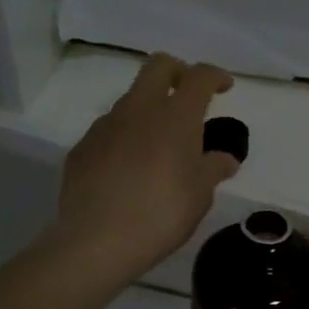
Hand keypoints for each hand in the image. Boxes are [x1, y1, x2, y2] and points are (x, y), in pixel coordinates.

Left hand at [50, 54, 240, 283]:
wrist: (97, 240)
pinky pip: (108, 132)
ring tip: (156, 144)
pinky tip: (125, 170)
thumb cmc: (161, 214)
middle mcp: (138, 109)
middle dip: (177, 72)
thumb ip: (213, 170)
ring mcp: (105, 126)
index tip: (224, 87)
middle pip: (157, 67)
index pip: (199, 76)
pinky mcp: (82, 147)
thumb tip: (225, 159)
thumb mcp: (199, 196)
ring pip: (129, 100)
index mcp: (175, 116)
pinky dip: (122, 138)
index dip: (215, 76)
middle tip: (187, 96)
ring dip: (147, 109)